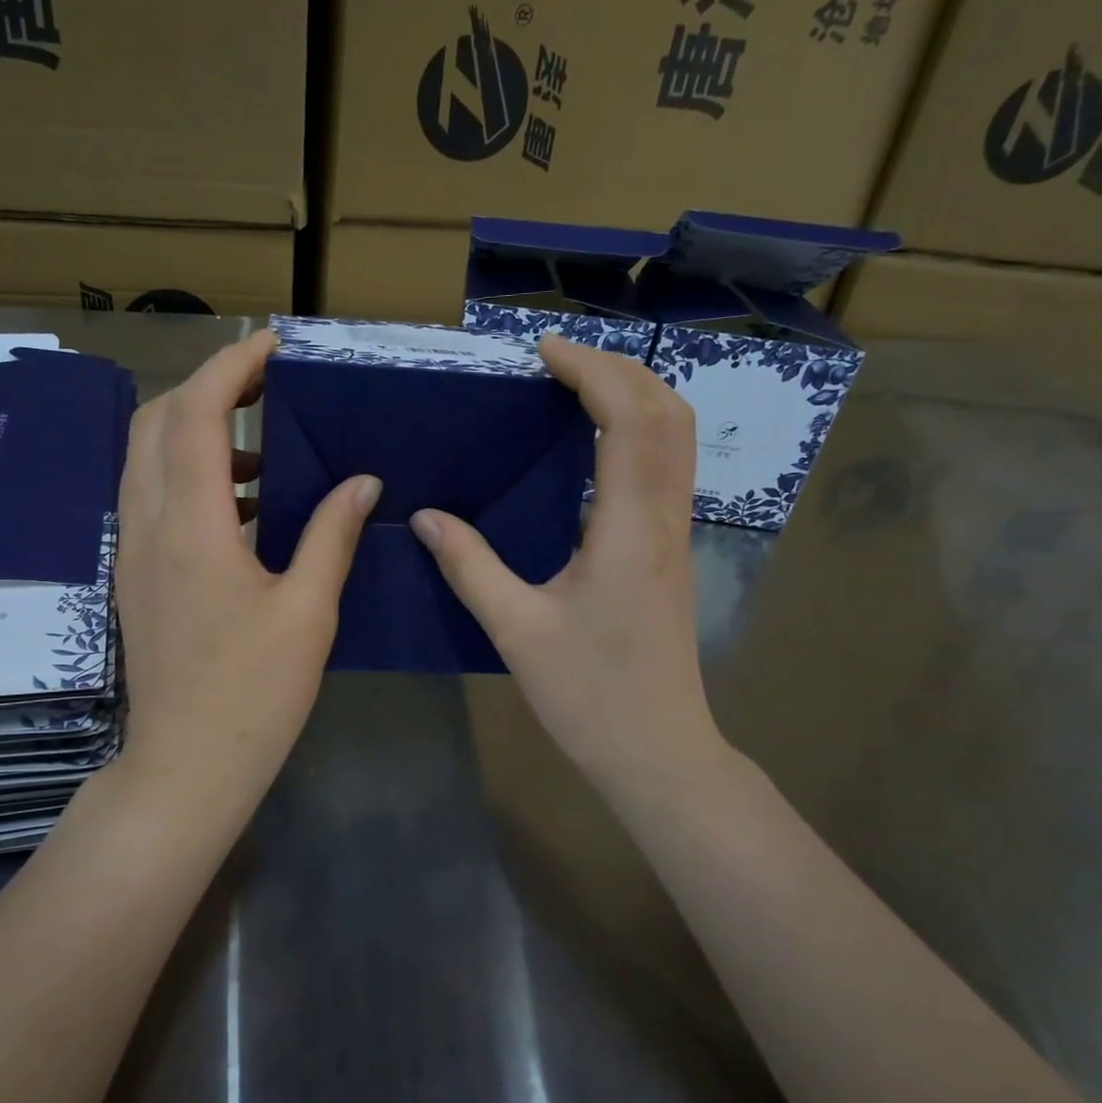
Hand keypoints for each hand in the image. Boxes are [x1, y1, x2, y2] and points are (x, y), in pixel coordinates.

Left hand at [116, 330, 380, 800]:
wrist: (185, 765)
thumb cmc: (254, 693)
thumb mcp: (308, 611)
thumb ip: (332, 535)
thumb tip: (363, 482)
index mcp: (190, 527)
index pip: (194, 414)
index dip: (230, 367)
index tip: (272, 345)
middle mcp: (147, 525)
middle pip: (156, 422)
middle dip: (206, 388)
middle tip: (265, 386)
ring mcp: (133, 550)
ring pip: (146, 457)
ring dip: (194, 431)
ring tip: (261, 444)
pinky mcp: (135, 574)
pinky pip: (151, 496)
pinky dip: (187, 474)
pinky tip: (240, 503)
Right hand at [411, 335, 720, 790]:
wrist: (658, 751)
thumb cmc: (589, 695)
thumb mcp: (516, 630)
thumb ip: (470, 566)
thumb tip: (425, 517)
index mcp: (628, 529)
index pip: (627, 420)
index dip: (591, 371)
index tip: (543, 350)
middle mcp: (664, 519)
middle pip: (666, 413)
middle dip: (617, 369)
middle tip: (556, 359)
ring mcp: (676, 535)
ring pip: (676, 438)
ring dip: (634, 395)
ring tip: (575, 385)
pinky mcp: (672, 552)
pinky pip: (667, 467)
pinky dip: (639, 430)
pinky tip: (595, 443)